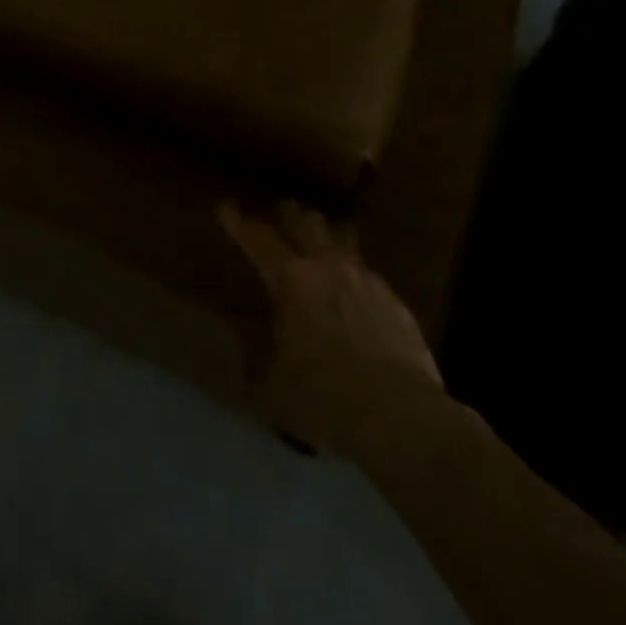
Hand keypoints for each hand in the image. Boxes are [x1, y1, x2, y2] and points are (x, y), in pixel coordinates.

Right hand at [220, 201, 444, 461]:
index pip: (258, 239)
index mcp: (290, 279)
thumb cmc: (323, 397)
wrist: (400, 417)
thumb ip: (250, 356)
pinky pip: (368, 272)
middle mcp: (327, 266)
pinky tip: (355, 289)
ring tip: (321, 234)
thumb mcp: (269, 386)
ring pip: (342, 237)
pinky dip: (354, 272)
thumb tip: (235, 337)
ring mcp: (365, 279)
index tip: (226, 207)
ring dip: (327, 232)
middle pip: (305, 222)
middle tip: (281, 212)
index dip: (239, 222)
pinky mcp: (395, 300)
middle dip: (289, 214)